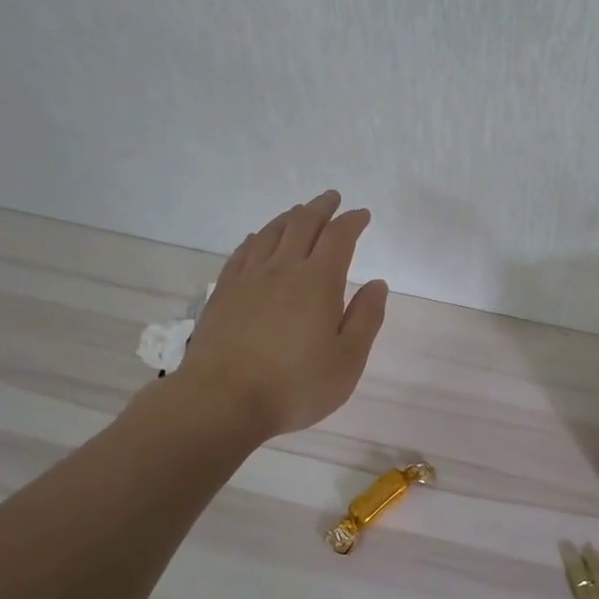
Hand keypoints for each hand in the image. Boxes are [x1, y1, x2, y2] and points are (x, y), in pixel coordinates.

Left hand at [172, 191, 388, 439]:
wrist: (222, 400)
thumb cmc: (295, 385)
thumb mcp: (347, 360)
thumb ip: (366, 318)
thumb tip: (377, 284)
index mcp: (318, 281)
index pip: (339, 237)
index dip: (352, 221)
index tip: (362, 214)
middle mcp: (283, 269)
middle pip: (303, 224)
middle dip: (321, 207)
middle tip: (332, 198)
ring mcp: (249, 278)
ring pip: (271, 232)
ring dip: (290, 217)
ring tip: (299, 212)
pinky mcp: (223, 292)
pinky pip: (243, 252)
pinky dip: (257, 238)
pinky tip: (258, 238)